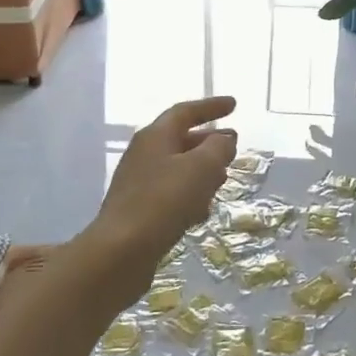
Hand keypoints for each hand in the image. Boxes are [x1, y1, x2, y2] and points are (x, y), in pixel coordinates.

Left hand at [92, 97, 237, 267]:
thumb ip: (218, 148)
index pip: (185, 112)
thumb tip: (224, 138)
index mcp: (155, 136)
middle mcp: (144, 154)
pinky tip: (202, 211)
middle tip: (232, 145)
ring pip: (177, 169)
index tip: (234, 105)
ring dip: (201, 170)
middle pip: (180, 140)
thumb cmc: (164, 201)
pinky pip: (170, 194)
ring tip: (223, 178)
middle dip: (208, 141)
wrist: (121, 251)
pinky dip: (189, 195)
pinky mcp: (139, 211)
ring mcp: (138, 183)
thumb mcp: (201, 168)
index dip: (211, 107)